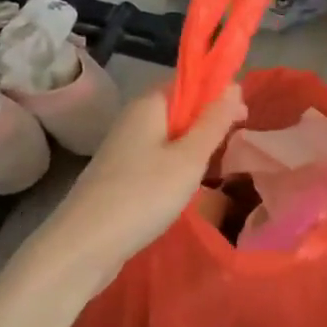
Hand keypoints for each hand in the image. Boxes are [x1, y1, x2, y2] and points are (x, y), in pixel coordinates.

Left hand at [41, 82, 246, 285]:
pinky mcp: (120, 174)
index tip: (243, 114)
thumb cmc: (143, 195)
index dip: (218, 91)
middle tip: (235, 144)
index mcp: (149, 104)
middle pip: (179, 107)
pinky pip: (157, 156)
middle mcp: (134, 118)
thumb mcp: (189, 158)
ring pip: (169, 134)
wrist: (83, 246)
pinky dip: (177, 164)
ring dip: (194, 144)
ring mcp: (124, 148)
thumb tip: (234, 85)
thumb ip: (214, 122)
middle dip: (209, 120)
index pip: (188, 80)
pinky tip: (188, 185)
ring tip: (217, 165)